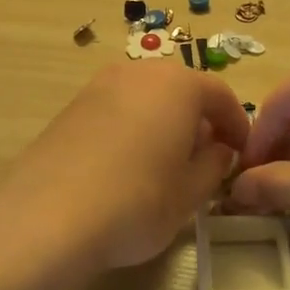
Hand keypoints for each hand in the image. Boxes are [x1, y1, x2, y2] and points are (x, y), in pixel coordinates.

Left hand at [0, 60, 250, 275]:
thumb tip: (218, 150)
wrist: (48, 217)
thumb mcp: (190, 192)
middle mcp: (137, 72)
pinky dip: (131, 128)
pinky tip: (125, 166)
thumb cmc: (137, 202)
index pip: (220, 95)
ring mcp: (98, 86)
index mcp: (177, 85)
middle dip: (198, 120)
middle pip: (180, 90)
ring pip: (145, 98)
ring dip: (162, 122)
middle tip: (205, 158)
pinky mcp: (70, 108)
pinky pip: (115, 110)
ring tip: (164, 164)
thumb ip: (213, 165)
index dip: (237, 124)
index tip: (241, 153)